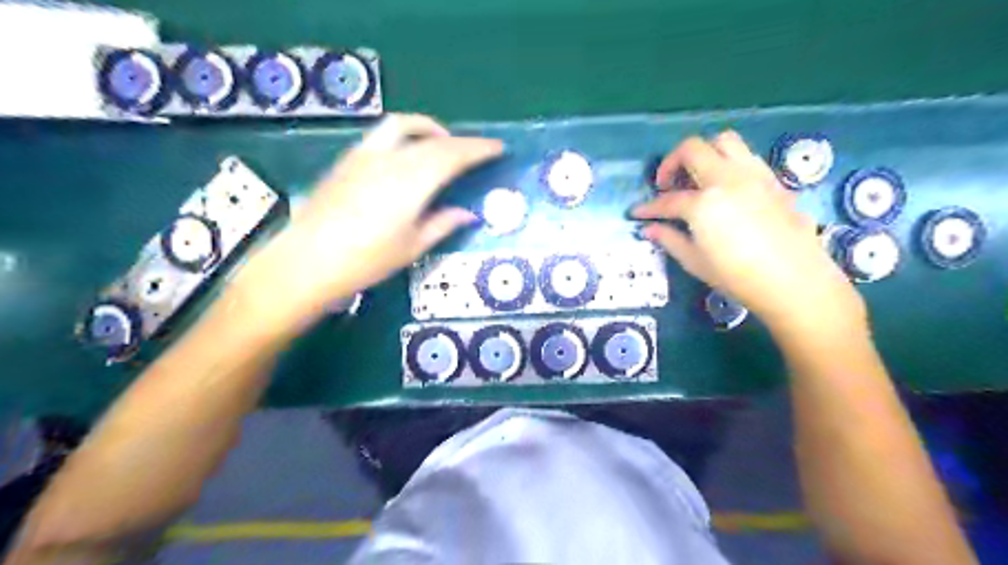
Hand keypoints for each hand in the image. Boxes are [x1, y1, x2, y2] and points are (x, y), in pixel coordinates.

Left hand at [234, 113, 502, 329]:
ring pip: (404, 126)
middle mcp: (390, 159)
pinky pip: (383, 135)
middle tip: (477, 151)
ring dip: (429, 129)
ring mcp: (365, 155)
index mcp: (412, 182)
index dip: (479, 149)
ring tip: (442, 144)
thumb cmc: (366, 260)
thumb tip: (468, 214)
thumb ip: (443, 224)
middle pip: (433, 139)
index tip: (498, 148)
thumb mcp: (412, 246)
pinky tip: (407, 156)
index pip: (453, 155)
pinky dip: (405, 136)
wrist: (307, 261)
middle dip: (460, 141)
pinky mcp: (347, 160)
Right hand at [632, 130, 861, 335]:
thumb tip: (650, 229)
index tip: (637, 213)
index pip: (667, 200)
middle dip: (671, 163)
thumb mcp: (696, 262)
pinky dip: (728, 163)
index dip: (649, 207)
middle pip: (692, 149)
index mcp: (703, 203)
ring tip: (697, 178)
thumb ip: (670, 239)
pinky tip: (726, 188)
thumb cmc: (738, 277)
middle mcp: (726, 178)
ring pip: (724, 141)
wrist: (795, 281)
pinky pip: (746, 157)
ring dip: (703, 153)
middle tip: (667, 185)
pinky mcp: (773, 180)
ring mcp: (753, 175)